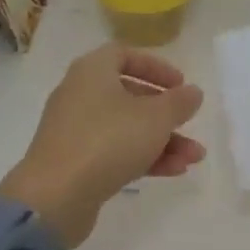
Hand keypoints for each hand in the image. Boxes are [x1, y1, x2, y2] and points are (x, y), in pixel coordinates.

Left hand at [0, 43, 206, 247]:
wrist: (56, 195)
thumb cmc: (108, 141)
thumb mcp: (155, 118)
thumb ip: (179, 102)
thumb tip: (192, 92)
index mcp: (92, 72)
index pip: (124, 55)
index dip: (155, 67)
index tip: (180, 85)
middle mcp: (79, 95)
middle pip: (128, 95)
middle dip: (165, 113)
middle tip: (188, 123)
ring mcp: (75, 130)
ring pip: (125, 128)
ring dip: (162, 141)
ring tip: (193, 158)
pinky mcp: (75, 162)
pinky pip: (114, 152)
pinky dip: (143, 157)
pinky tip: (174, 171)